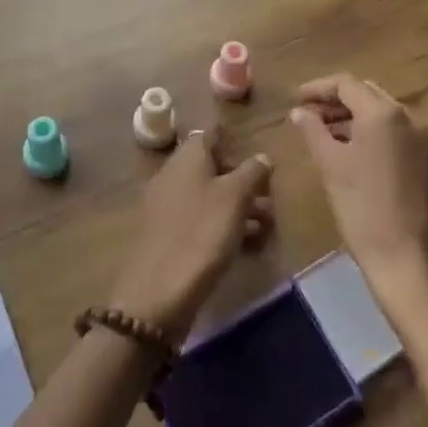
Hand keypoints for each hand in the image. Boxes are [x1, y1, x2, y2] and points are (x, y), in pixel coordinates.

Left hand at [107, 129, 273, 341]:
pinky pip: (200, 219)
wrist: (159, 291)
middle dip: (241, 179)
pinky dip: (223, 224)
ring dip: (237, 205)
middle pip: (211, 166)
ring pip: (208, 195)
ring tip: (266, 223)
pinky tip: (246, 242)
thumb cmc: (202, 232)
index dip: (231, 139)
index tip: (254, 150)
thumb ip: (251, 172)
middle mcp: (174, 174)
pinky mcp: (168, 234)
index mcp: (187, 157)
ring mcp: (168, 205)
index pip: (209, 135)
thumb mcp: (235, 198)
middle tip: (268, 195)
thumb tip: (262, 157)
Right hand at [289, 74, 427, 331]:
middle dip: (335, 100)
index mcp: (384, 113)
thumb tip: (300, 112)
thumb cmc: (364, 210)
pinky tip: (348, 150)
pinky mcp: (426, 162)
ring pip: (381, 113)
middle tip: (306, 113)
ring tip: (321, 132)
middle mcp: (409, 118)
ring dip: (351, 116)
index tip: (294, 99)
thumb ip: (313, 131)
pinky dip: (368, 133)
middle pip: (366, 94)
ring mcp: (422, 140)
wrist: (411, 263)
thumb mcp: (331, 166)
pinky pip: (393, 133)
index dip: (317, 88)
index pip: (346, 84)